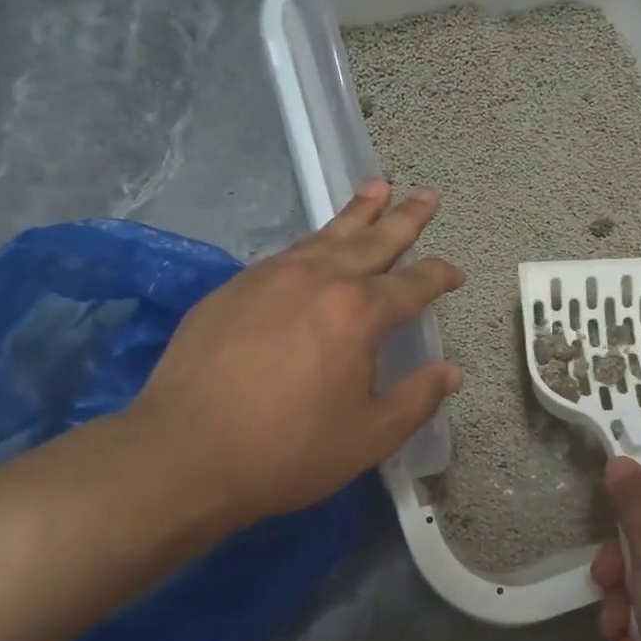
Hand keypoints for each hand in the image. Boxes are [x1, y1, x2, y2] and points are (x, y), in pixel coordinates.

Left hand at [126, 180, 462, 527]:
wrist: (184, 453)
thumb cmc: (288, 450)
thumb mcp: (369, 437)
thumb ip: (417, 399)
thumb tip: (451, 372)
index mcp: (359, 313)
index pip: (413, 283)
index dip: (440, 276)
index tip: (456, 274)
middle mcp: (318, 280)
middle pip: (373, 240)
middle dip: (405, 218)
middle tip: (426, 195)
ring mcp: (270, 277)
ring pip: (326, 235)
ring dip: (357, 213)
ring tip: (377, 187)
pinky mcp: (233, 288)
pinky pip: (288, 253)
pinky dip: (315, 242)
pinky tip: (317, 245)